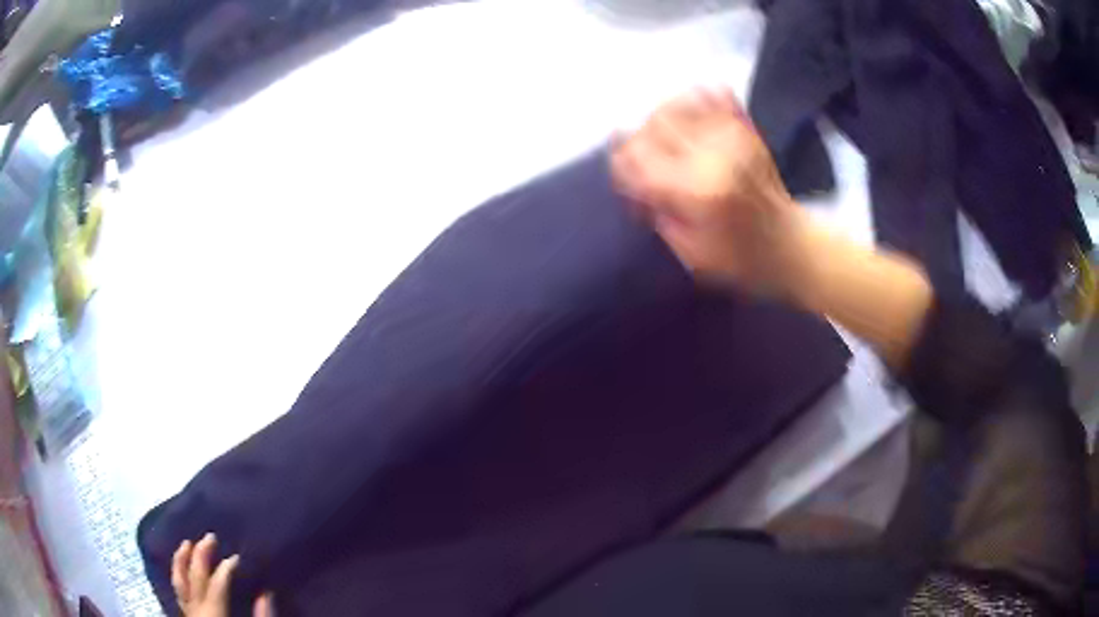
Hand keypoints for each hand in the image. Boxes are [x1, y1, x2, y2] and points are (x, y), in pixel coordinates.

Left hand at [172, 533, 273, 616]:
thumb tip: (265, 593)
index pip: (216, 587)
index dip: (226, 569)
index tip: (237, 557)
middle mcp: (197, 613)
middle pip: (196, 580)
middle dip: (201, 557)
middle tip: (209, 536)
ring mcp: (190, 615)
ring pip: (179, 584)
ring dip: (181, 562)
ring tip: (185, 543)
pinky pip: (178, 592)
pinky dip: (177, 576)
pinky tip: (179, 566)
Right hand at [611, 89, 806, 293]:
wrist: (791, 246)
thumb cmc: (740, 261)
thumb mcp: (688, 252)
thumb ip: (657, 211)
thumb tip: (632, 179)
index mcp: (696, 190)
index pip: (637, 158)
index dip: (622, 164)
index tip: (624, 176)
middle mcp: (711, 154)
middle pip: (653, 124)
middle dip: (638, 141)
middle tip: (642, 159)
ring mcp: (731, 136)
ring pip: (677, 105)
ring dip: (661, 119)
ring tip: (664, 139)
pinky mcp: (746, 129)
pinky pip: (712, 95)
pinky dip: (694, 100)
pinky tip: (689, 116)